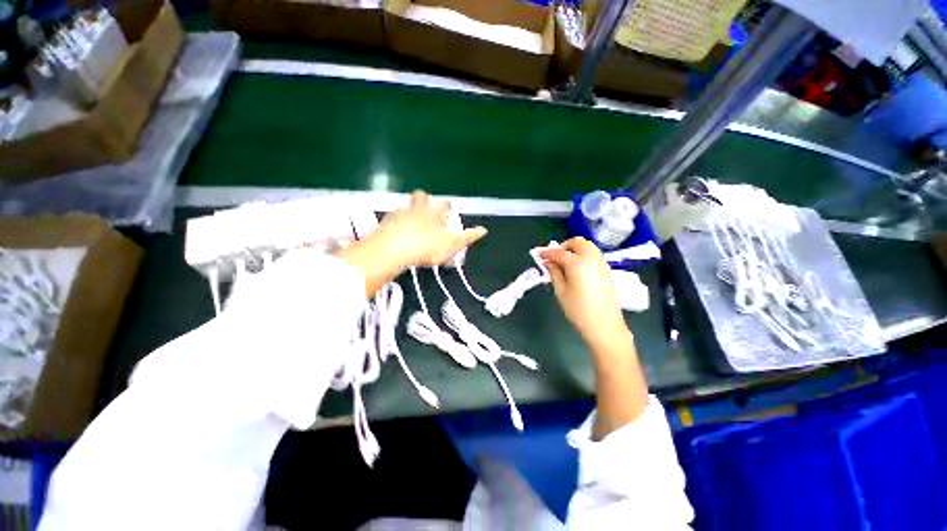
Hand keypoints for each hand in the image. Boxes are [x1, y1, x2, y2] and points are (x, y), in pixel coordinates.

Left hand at [373, 191, 486, 267]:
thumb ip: (467, 237)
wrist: (392, 250)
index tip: (447, 210)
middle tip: (426, 210)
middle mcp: (417, 209)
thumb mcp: (451, 245)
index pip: (443, 204)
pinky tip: (397, 234)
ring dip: (409, 213)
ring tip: (411, 226)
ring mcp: (399, 214)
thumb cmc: (426, 247)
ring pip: (405, 207)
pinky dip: (396, 224)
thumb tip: (484, 230)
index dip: (446, 206)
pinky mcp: (385, 223)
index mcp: (434, 214)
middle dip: (424, 200)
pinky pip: (392, 219)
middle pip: (420, 197)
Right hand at [540, 237, 628, 347]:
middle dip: (564, 246)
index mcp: (578, 264)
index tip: (538, 255)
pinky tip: (575, 269)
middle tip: (554, 257)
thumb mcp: (561, 291)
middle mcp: (592, 259)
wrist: (605, 326)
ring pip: (587, 247)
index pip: (559, 253)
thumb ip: (554, 273)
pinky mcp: (606, 271)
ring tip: (564, 263)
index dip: (547, 253)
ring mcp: (602, 264)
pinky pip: (593, 255)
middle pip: (578, 242)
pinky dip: (583, 255)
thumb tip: (547, 262)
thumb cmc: (578, 310)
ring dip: (574, 249)